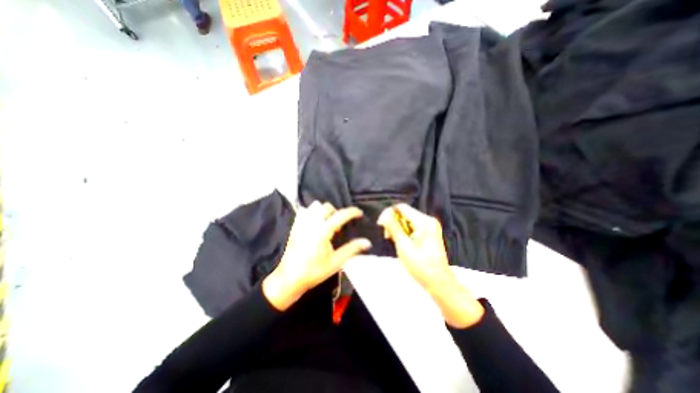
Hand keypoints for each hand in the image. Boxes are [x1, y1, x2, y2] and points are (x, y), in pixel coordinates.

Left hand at [262, 202, 370, 309]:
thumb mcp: (336, 262)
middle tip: (340, 225)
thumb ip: (352, 249)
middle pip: (327, 207)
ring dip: (324, 211)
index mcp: (323, 231)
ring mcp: (301, 223)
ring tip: (327, 223)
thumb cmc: (314, 271)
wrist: (289, 279)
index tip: (360, 213)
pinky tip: (314, 223)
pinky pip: (304, 211)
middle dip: (337, 212)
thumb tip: (367, 242)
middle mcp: (312, 223)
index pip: (341, 215)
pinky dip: (311, 212)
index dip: (352, 212)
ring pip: (314, 206)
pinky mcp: (294, 227)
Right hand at [378, 206, 482, 328]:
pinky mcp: (429, 231)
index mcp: (424, 222)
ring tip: (395, 241)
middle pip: (404, 213)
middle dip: (393, 222)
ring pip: (407, 219)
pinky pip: (412, 225)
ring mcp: (430, 225)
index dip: (388, 213)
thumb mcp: (403, 246)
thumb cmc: (421, 267)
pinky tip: (403, 242)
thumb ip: (393, 228)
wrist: (439, 282)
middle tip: (388, 237)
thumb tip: (384, 214)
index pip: (401, 207)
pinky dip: (404, 231)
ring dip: (398, 228)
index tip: (381, 225)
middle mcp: (428, 220)